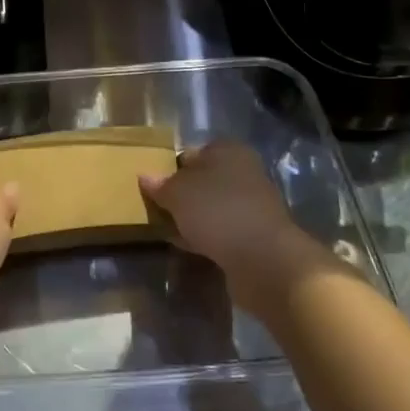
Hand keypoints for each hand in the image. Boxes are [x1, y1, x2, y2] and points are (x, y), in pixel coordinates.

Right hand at [139, 142, 334, 314]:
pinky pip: (220, 230)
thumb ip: (159, 184)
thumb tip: (145, 177)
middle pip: (202, 180)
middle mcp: (244, 172)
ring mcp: (251, 205)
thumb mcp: (177, 192)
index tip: (153, 186)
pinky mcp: (253, 235)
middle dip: (181, 194)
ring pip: (211, 206)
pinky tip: (186, 245)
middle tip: (156, 208)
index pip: (192, 152)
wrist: (263, 259)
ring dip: (191, 217)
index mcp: (228, 151)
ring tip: (166, 229)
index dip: (170, 168)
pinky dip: (204, 236)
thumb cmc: (217, 211)